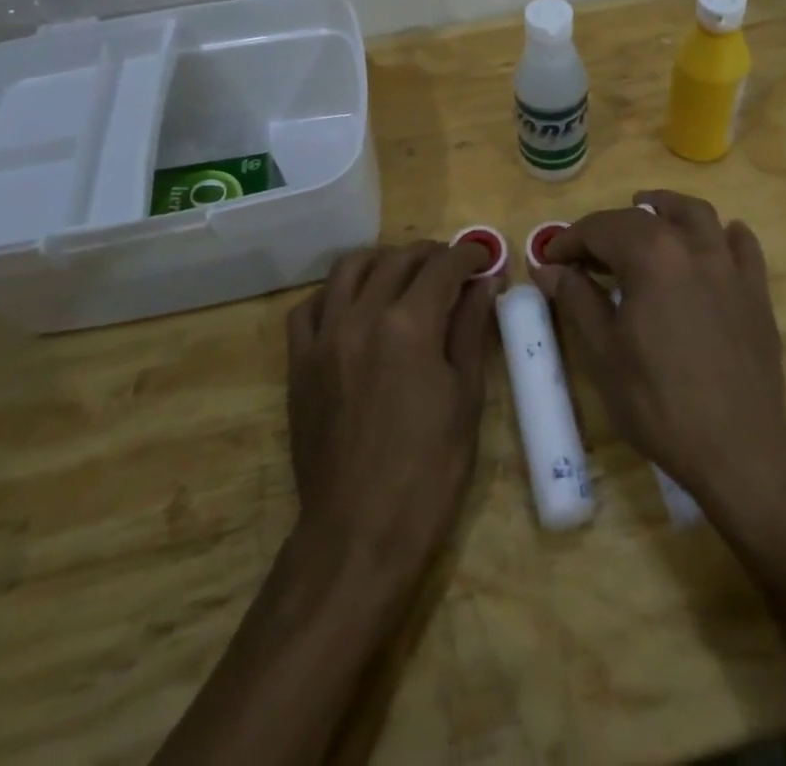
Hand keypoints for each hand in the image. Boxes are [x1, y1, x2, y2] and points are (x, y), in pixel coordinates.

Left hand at [285, 240, 499, 583]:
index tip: (484, 257)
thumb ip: (471, 329)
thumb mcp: (466, 397)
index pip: (443, 266)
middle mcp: (362, 316)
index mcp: (409, 325)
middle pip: (398, 259)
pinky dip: (335, 292)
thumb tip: (485, 283)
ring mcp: (324, 336)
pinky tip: (354, 305)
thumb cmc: (429, 470)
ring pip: (350, 268)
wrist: (358, 532)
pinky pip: (310, 305)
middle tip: (453, 267)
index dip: (469, 254)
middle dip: (432, 254)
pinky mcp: (300, 361)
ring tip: (404, 273)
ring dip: (383, 260)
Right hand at [532, 191, 785, 511]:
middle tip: (585, 255)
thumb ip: (577, 299)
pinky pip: (743, 246)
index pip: (601, 228)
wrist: (737, 447)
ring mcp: (729, 266)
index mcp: (651, 257)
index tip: (550, 260)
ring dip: (667, 208)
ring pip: (698, 215)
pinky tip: (716, 240)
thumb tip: (549, 269)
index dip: (570, 239)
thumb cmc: (659, 402)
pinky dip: (724, 235)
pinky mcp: (755, 291)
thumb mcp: (603, 353)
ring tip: (649, 211)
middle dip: (607, 228)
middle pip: (644, 218)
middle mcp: (692, 247)